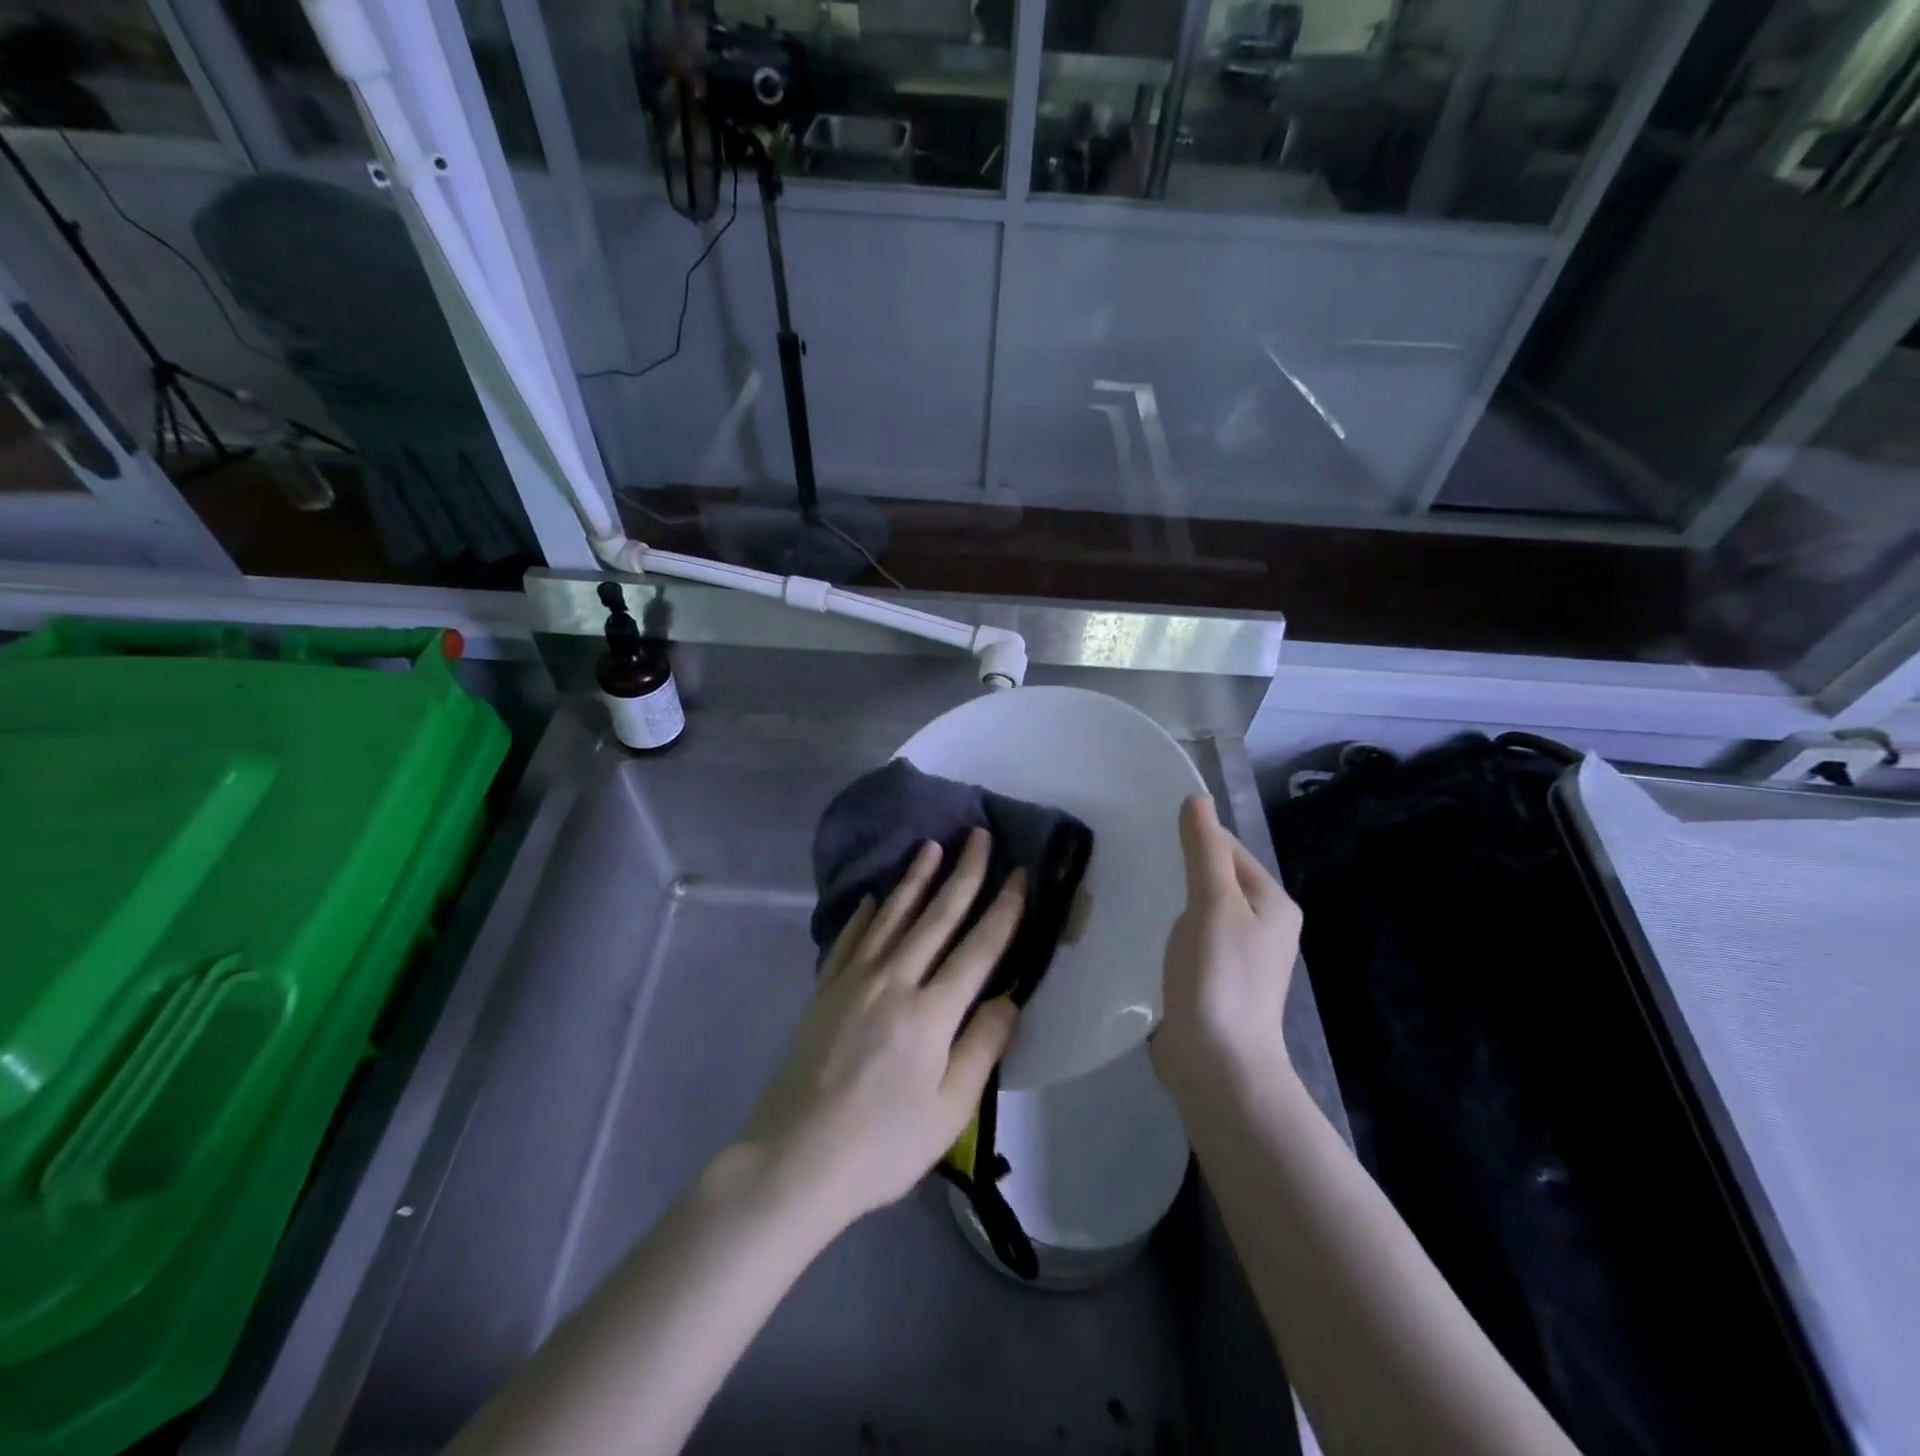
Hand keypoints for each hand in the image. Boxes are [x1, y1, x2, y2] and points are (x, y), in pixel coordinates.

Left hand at [743, 828, 1023, 1233]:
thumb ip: (982, 1047)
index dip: (1004, 908)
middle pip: (937, 917)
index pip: (979, 948)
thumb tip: (1010, 998)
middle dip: (963, 873)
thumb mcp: (949, 1110)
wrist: (795, 1159)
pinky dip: (865, 914)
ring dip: (914, 879)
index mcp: (931, 1012)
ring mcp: (854, 981)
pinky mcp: (825, 990)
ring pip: (892, 917)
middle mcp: (894, 981)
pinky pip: (850, 939)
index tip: (1020, 873)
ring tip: (931, 847)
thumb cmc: (882, 1145)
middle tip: (977, 835)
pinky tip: (874, 897)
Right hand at [1151, 794, 1302, 1105]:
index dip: (1194, 838)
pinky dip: (1171, 930)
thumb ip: (1204, 850)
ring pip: (1202, 910)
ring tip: (1134, 890)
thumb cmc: (1219, 975)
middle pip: (1217, 878)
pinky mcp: (1216, 980)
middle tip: (1135, 861)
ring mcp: (1241, 957)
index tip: (1150, 833)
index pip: (1230, 849)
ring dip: (1173, 900)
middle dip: (1180, 869)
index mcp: (1273, 903)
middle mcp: (1265, 926)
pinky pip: (1192, 939)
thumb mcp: (1212, 902)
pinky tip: (1144, 930)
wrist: (1217, 1063)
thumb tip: (1197, 798)